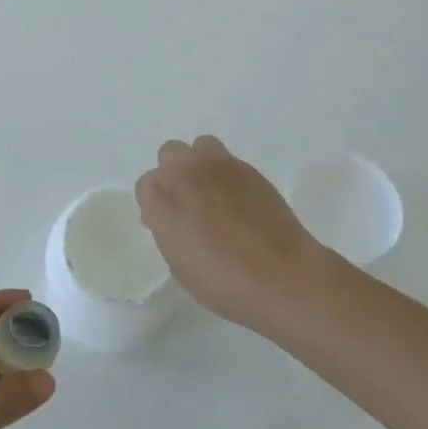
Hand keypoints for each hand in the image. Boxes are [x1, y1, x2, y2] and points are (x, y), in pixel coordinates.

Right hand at [135, 135, 338, 329]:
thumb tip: (176, 218)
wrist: (280, 275)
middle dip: (175, 174)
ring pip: (200, 146)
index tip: (168, 224)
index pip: (146, 185)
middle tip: (189, 203)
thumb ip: (170, 231)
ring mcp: (219, 165)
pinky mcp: (248, 168)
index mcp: (161, 197)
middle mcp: (185, 172)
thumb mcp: (180, 264)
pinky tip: (239, 201)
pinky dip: (227, 175)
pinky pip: (228, 160)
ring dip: (201, 164)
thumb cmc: (223, 282)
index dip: (156, 204)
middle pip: (169, 154)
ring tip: (214, 193)